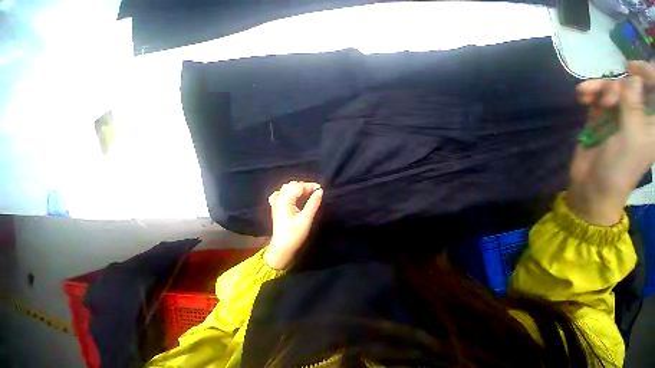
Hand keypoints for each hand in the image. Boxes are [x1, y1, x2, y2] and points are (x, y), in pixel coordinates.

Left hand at [264, 181, 322, 268]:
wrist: (281, 248)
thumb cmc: (294, 234)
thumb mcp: (306, 218)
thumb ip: (313, 203)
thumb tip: (320, 191)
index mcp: (285, 200)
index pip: (299, 186)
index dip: (310, 186)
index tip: (321, 189)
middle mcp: (279, 198)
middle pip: (292, 185)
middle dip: (305, 186)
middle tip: (316, 192)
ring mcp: (276, 202)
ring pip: (287, 188)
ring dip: (298, 189)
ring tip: (308, 194)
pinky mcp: (276, 207)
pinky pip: (282, 194)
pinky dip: (290, 192)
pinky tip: (294, 196)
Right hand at [570, 62, 654, 225]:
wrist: (593, 183)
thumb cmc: (620, 165)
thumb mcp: (632, 137)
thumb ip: (634, 107)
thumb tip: (631, 79)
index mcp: (654, 119)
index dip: (647, 74)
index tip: (629, 67)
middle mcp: (639, 114)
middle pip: (632, 86)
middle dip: (617, 86)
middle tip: (607, 100)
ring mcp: (618, 116)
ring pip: (612, 91)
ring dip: (599, 89)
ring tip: (585, 95)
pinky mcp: (599, 120)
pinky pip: (596, 100)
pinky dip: (589, 95)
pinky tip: (581, 97)